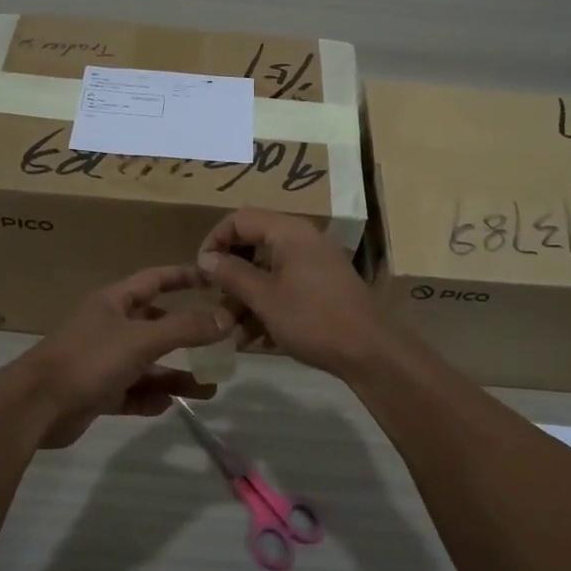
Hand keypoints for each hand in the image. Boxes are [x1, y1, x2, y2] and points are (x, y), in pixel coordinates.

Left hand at [13, 266, 231, 447]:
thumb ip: (185, 329)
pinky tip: (169, 405)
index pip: (155, 280)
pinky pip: (132, 392)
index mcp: (114, 303)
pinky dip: (150, 397)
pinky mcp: (97, 393)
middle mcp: (109, 327)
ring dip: (175, 374)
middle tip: (221, 343)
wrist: (36, 406)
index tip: (214, 279)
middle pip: (156, 325)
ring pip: (148, 364)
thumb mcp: (141, 339)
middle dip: (187, 335)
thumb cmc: (89, 359)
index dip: (183, 277)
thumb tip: (226, 318)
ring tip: (210, 388)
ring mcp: (102, 361)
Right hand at [196, 209, 386, 377]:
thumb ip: (231, 274)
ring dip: (245, 298)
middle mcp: (302, 240)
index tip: (200, 271)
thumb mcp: (264, 298)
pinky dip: (266, 306)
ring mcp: (314, 264)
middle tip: (213, 302)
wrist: (370, 352)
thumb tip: (205, 258)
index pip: (239, 219)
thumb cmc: (313, 319)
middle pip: (252, 246)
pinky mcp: (321, 287)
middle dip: (229, 276)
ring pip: (266, 272)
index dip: (214, 241)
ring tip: (229, 332)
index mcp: (289, 232)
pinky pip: (284, 287)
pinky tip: (254, 338)